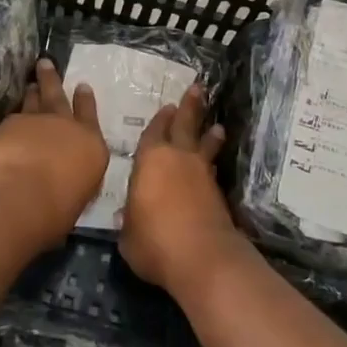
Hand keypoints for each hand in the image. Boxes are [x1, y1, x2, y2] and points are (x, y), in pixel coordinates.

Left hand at [0, 59, 108, 250]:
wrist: (20, 197)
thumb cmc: (56, 211)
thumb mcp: (77, 197)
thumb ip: (74, 180)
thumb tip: (67, 181)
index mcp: (92, 146)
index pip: (91, 116)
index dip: (85, 101)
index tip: (82, 86)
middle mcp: (68, 126)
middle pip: (60, 96)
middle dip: (54, 79)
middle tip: (46, 63)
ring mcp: (38, 121)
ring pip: (36, 99)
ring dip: (34, 89)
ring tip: (31, 82)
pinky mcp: (12, 123)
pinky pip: (15, 115)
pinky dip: (15, 114)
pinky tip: (11, 118)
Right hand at [119, 84, 248, 296]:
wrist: (202, 258)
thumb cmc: (154, 242)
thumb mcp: (128, 236)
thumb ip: (128, 221)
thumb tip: (128, 217)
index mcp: (149, 161)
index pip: (153, 133)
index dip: (159, 121)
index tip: (166, 107)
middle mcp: (177, 159)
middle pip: (185, 125)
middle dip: (190, 107)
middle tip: (197, 89)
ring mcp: (201, 174)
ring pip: (205, 144)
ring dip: (209, 132)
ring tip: (216, 125)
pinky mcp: (218, 193)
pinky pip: (212, 167)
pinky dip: (213, 159)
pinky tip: (213, 162)